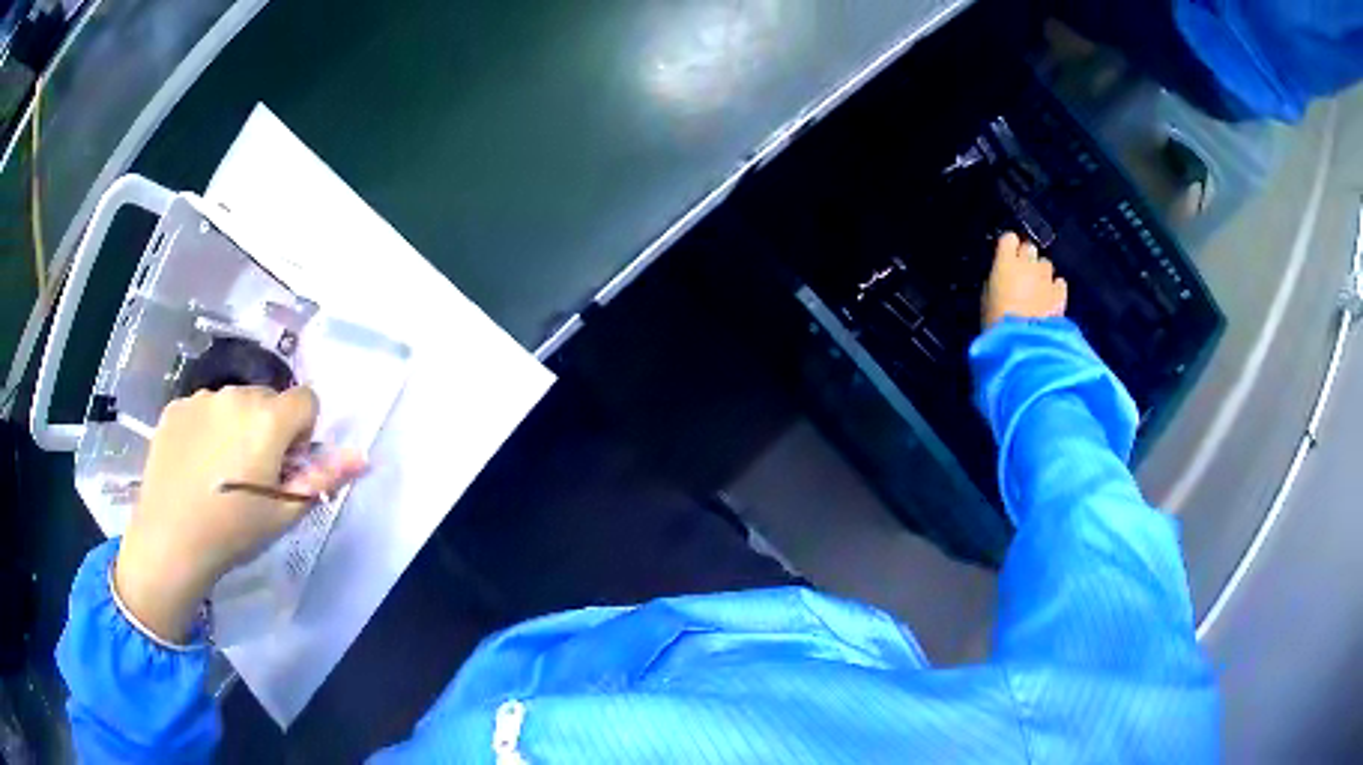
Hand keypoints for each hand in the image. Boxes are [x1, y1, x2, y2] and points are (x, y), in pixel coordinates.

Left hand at [114, 386, 365, 642]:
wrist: (170, 540)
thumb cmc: (234, 532)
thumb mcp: (284, 514)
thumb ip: (324, 478)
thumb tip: (362, 455)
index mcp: (268, 419)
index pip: (306, 400)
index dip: (302, 434)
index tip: (284, 466)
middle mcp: (236, 395)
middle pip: (268, 399)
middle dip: (268, 428)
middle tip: (251, 474)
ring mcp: (201, 398)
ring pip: (233, 403)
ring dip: (235, 427)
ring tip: (218, 473)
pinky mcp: (175, 407)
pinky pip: (202, 409)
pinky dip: (205, 429)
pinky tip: (194, 466)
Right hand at [982, 232, 1067, 327]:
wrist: (1022, 343)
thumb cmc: (996, 322)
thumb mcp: (986, 299)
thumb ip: (995, 280)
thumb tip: (1000, 275)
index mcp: (1005, 262)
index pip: (1009, 239)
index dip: (1008, 247)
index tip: (1006, 257)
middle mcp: (1028, 263)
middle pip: (1029, 248)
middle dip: (1026, 258)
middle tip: (1021, 275)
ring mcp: (1047, 277)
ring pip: (1045, 264)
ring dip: (1041, 273)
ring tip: (1037, 289)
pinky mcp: (1060, 293)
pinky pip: (1059, 282)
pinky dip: (1055, 287)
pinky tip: (1049, 299)